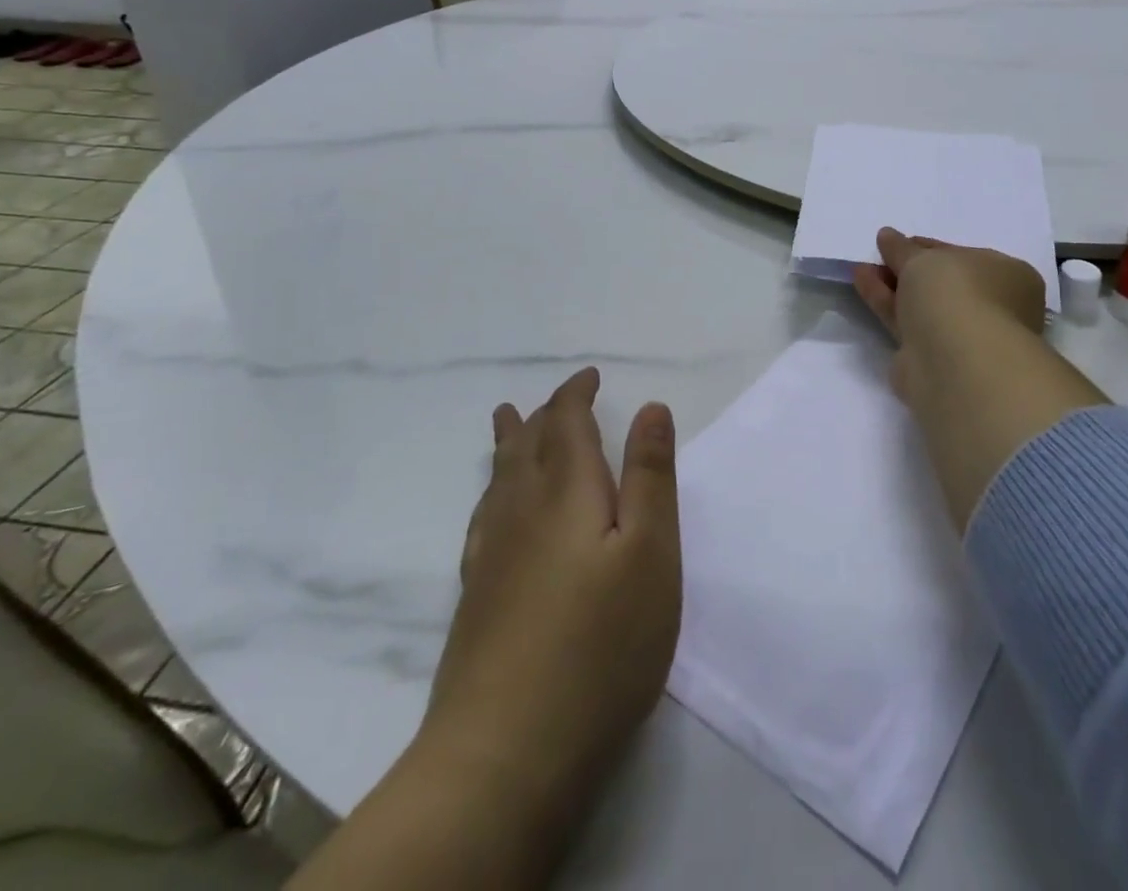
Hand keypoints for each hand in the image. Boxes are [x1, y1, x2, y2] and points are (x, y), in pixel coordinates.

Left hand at [419, 368, 681, 835]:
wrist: (506, 752)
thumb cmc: (601, 644)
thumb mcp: (651, 553)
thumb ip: (651, 476)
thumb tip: (650, 406)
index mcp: (567, 493)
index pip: (566, 424)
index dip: (576, 394)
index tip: (589, 375)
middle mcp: (522, 512)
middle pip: (526, 446)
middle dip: (543, 414)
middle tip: (553, 396)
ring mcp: (491, 557)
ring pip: (498, 479)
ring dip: (508, 443)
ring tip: (505, 420)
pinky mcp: (476, 599)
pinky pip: (483, 518)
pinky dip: (492, 492)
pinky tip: (491, 509)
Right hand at [854, 228, 1045, 412]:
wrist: (955, 362)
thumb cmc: (956, 294)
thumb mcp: (925, 258)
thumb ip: (903, 249)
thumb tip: (888, 236)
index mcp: (1008, 276)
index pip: (964, 256)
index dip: (928, 247)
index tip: (897, 242)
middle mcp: (992, 307)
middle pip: (942, 283)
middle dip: (908, 268)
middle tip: (879, 255)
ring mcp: (963, 337)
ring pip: (922, 305)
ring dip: (892, 285)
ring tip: (861, 268)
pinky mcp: (934, 360)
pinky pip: (906, 324)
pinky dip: (885, 304)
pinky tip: (862, 283)